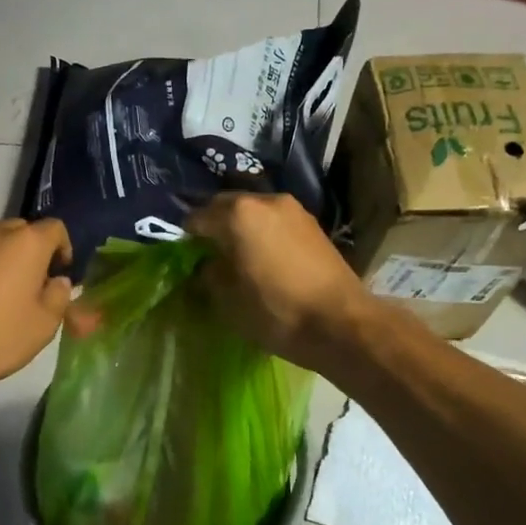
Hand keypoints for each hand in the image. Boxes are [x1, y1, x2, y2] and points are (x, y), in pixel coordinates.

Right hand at [186, 193, 373, 374]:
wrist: (341, 323)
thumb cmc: (276, 311)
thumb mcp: (228, 300)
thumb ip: (209, 274)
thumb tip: (207, 265)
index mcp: (237, 214)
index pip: (197, 217)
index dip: (186, 237)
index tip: (184, 256)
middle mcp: (265, 200)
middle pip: (226, 205)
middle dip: (214, 225)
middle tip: (208, 253)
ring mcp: (293, 209)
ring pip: (253, 211)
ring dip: (240, 227)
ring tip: (238, 255)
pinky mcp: (312, 224)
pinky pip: (275, 221)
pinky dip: (263, 232)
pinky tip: (264, 256)